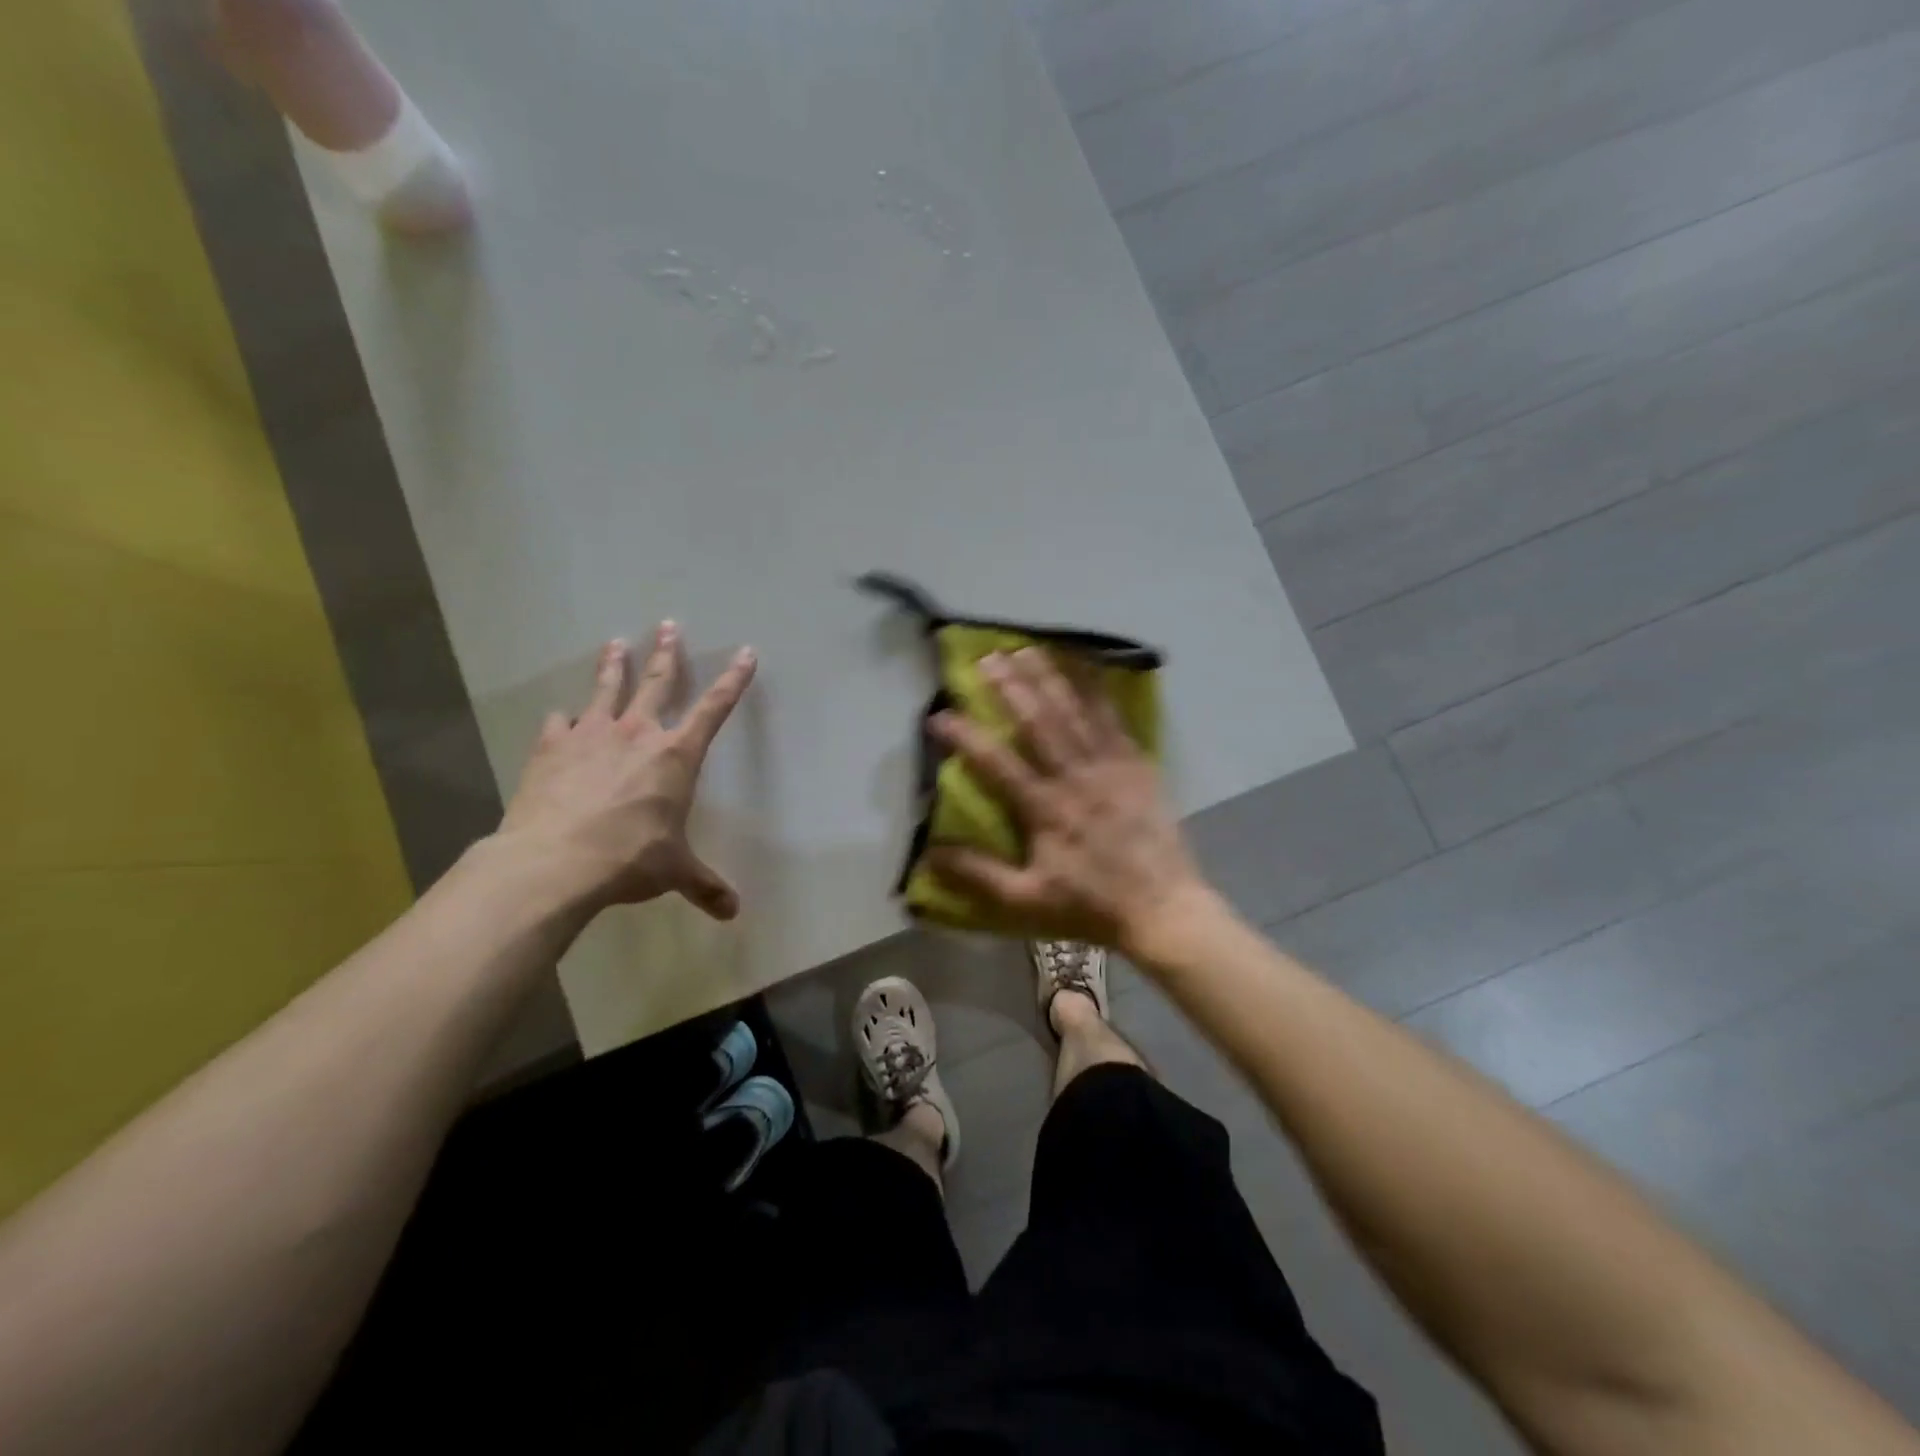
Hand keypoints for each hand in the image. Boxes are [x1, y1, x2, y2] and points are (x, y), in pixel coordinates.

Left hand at [497, 623, 756, 918]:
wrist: (553, 862)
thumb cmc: (629, 858)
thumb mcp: (674, 872)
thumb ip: (704, 886)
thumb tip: (732, 913)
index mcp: (675, 755)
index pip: (713, 708)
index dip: (733, 681)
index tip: (745, 653)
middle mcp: (636, 734)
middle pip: (656, 682)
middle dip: (666, 653)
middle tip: (668, 625)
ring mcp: (590, 736)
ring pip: (606, 690)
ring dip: (613, 665)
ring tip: (615, 642)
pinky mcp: (551, 749)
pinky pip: (559, 724)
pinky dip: (563, 720)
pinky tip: (561, 717)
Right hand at [926, 647, 1215, 957]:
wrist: (1163, 907)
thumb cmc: (1090, 905)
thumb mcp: (1026, 900)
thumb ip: (978, 875)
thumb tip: (929, 853)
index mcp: (1045, 809)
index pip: (996, 763)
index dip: (965, 737)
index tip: (938, 715)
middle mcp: (1075, 777)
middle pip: (1037, 721)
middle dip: (1009, 686)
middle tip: (986, 657)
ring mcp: (1109, 765)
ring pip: (1074, 711)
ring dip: (1048, 677)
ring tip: (1026, 649)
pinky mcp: (1136, 764)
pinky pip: (1113, 718)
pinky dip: (1097, 690)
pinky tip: (1085, 667)